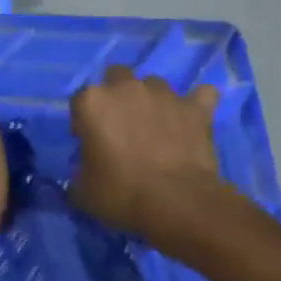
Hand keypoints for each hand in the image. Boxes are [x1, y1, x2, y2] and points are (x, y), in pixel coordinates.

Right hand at [71, 67, 224, 238]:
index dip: (84, 123)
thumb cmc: (121, 194)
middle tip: (122, 127)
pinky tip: (195, 116)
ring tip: (157, 127)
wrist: (176, 203)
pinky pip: (200, 95)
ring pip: (154, 84)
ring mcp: (164, 94)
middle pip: (116, 77)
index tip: (91, 144)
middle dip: (117, 96)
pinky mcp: (195, 108)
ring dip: (152, 100)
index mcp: (93, 102)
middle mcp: (127, 88)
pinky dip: (196, 103)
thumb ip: (81, 168)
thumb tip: (88, 166)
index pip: (80, 102)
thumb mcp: (83, 189)